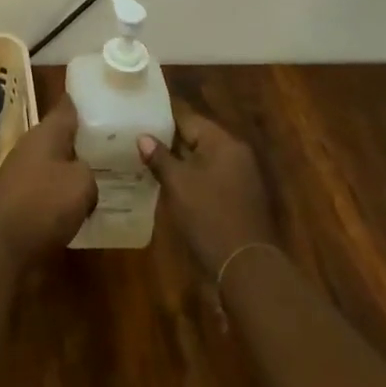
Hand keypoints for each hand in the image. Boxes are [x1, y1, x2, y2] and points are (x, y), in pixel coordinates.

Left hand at [0, 95, 96, 268]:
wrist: (0, 248)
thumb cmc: (42, 204)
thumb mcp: (81, 183)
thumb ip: (89, 172)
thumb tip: (84, 177)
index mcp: (45, 133)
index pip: (66, 108)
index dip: (83, 102)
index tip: (102, 98)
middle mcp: (32, 148)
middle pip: (62, 137)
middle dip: (84, 141)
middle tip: (115, 145)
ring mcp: (23, 175)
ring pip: (56, 165)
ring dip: (74, 171)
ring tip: (105, 178)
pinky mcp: (20, 203)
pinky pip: (49, 192)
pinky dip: (64, 197)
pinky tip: (83, 209)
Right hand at [139, 102, 276, 277]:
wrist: (246, 268)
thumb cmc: (209, 217)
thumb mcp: (178, 185)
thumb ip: (160, 157)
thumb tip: (143, 137)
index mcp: (223, 143)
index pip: (188, 118)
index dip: (162, 119)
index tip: (139, 119)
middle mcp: (236, 154)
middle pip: (197, 138)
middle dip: (170, 142)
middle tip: (139, 142)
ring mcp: (241, 177)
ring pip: (203, 160)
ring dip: (180, 162)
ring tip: (149, 163)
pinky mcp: (240, 199)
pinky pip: (211, 178)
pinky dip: (193, 179)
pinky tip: (171, 187)